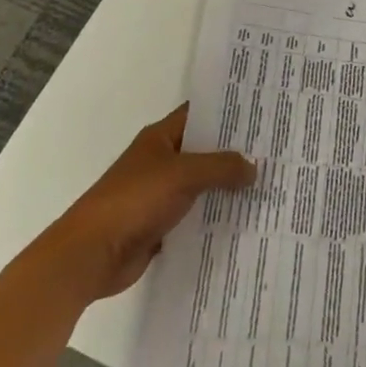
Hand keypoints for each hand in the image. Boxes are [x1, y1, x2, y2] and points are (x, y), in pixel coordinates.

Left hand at [40, 106, 255, 300]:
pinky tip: (243, 220)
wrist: (91, 254)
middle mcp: (161, 161)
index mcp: (160, 137)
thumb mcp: (183, 174)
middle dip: (234, 152)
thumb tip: (254, 168)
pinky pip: (194, 216)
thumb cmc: (134, 200)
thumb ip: (221, 167)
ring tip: (267, 184)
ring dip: (227, 187)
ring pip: (201, 185)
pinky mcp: (159, 226)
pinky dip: (214, 217)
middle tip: (274, 150)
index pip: (199, 114)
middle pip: (203, 150)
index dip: (227, 112)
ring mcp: (159, 194)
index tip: (261, 112)